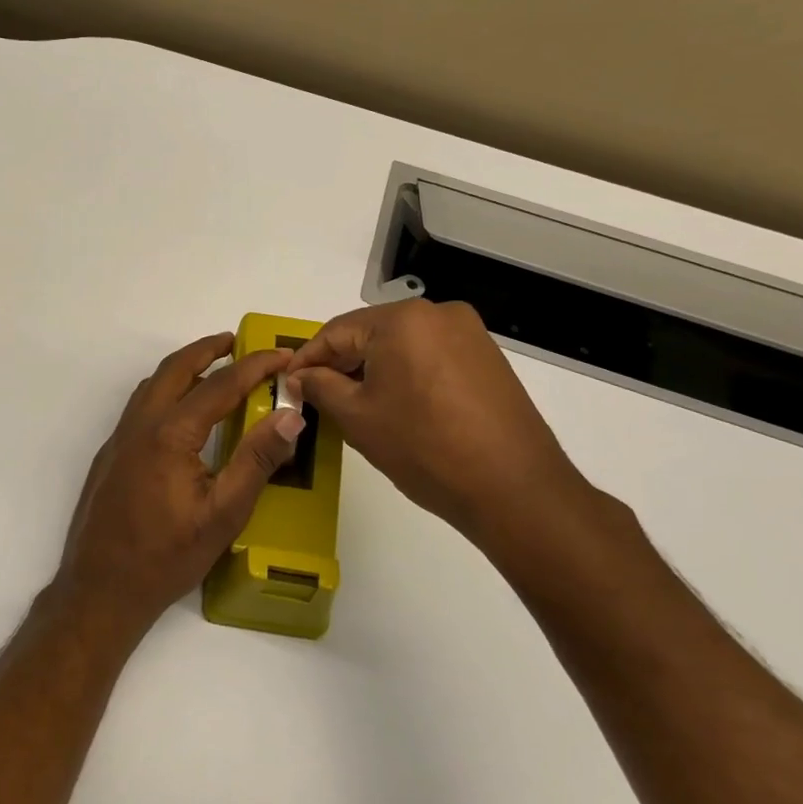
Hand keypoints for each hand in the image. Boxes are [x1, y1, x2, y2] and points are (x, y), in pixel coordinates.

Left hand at [54, 333, 305, 643]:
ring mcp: (119, 439)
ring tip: (213, 370)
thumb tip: (291, 416)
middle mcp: (140, 425)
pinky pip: (140, 406)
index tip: (283, 355)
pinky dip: (165, 391)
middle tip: (237, 341)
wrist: (100, 589)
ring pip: (152, 385)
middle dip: (208, 349)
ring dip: (183, 368)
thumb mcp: (223, 514)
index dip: (254, 366)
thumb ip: (257, 460)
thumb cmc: (166, 556)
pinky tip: (181, 414)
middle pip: (175, 369)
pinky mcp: (110, 456)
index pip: (219, 385)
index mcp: (170, 434)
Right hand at [283, 300, 606, 560]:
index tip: (288, 385)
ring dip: (373, 369)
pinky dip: (406, 374)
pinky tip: (397, 406)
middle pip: (371, 334)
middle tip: (316, 396)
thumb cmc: (424, 448)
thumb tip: (300, 376)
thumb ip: (320, 387)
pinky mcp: (487, 358)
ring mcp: (469, 334)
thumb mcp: (357, 417)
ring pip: (402, 345)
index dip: (307, 359)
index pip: (336, 332)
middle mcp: (438, 314)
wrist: (514, 489)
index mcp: (402, 320)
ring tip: (354, 404)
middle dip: (341, 364)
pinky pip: (430, 356)